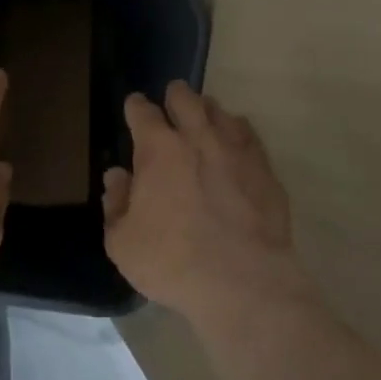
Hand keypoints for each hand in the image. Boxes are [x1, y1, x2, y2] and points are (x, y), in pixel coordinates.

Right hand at [102, 81, 309, 324]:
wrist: (243, 283)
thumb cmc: (172, 262)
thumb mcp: (122, 242)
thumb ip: (115, 203)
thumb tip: (117, 176)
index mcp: (158, 148)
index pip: (142, 111)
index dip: (135, 107)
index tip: (134, 110)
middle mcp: (197, 136)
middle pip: (185, 97)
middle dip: (174, 97)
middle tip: (171, 106)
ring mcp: (235, 149)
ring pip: (220, 111)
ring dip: (207, 113)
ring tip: (204, 123)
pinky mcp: (264, 169)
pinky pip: (249, 136)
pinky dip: (238, 135)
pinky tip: (235, 147)